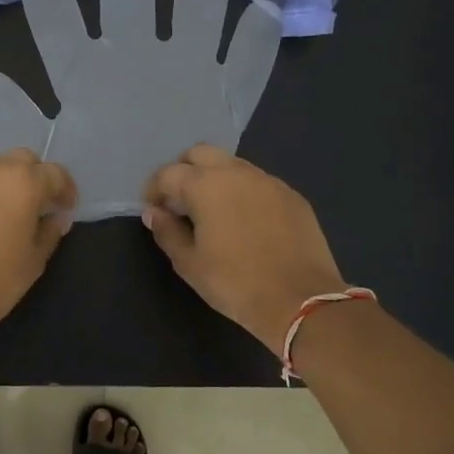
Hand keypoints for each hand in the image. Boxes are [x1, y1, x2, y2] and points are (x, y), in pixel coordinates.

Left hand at [0, 149, 76, 332]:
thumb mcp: (34, 262)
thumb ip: (49, 233)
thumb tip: (55, 218)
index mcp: (23, 183)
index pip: (55, 172)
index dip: (65, 190)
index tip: (65, 209)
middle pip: (21, 160)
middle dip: (33, 177)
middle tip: (35, 207)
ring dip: (1, 187)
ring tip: (0, 218)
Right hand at [142, 145, 346, 353]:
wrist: (301, 300)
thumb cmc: (235, 283)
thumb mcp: (190, 264)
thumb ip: (167, 232)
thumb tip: (154, 212)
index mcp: (206, 185)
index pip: (169, 173)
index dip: (154, 189)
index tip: (153, 209)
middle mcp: (237, 172)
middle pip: (201, 154)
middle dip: (184, 171)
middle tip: (179, 201)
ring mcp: (269, 181)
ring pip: (232, 165)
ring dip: (215, 178)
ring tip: (212, 211)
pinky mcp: (292, 196)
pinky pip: (258, 182)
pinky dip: (242, 191)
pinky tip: (245, 221)